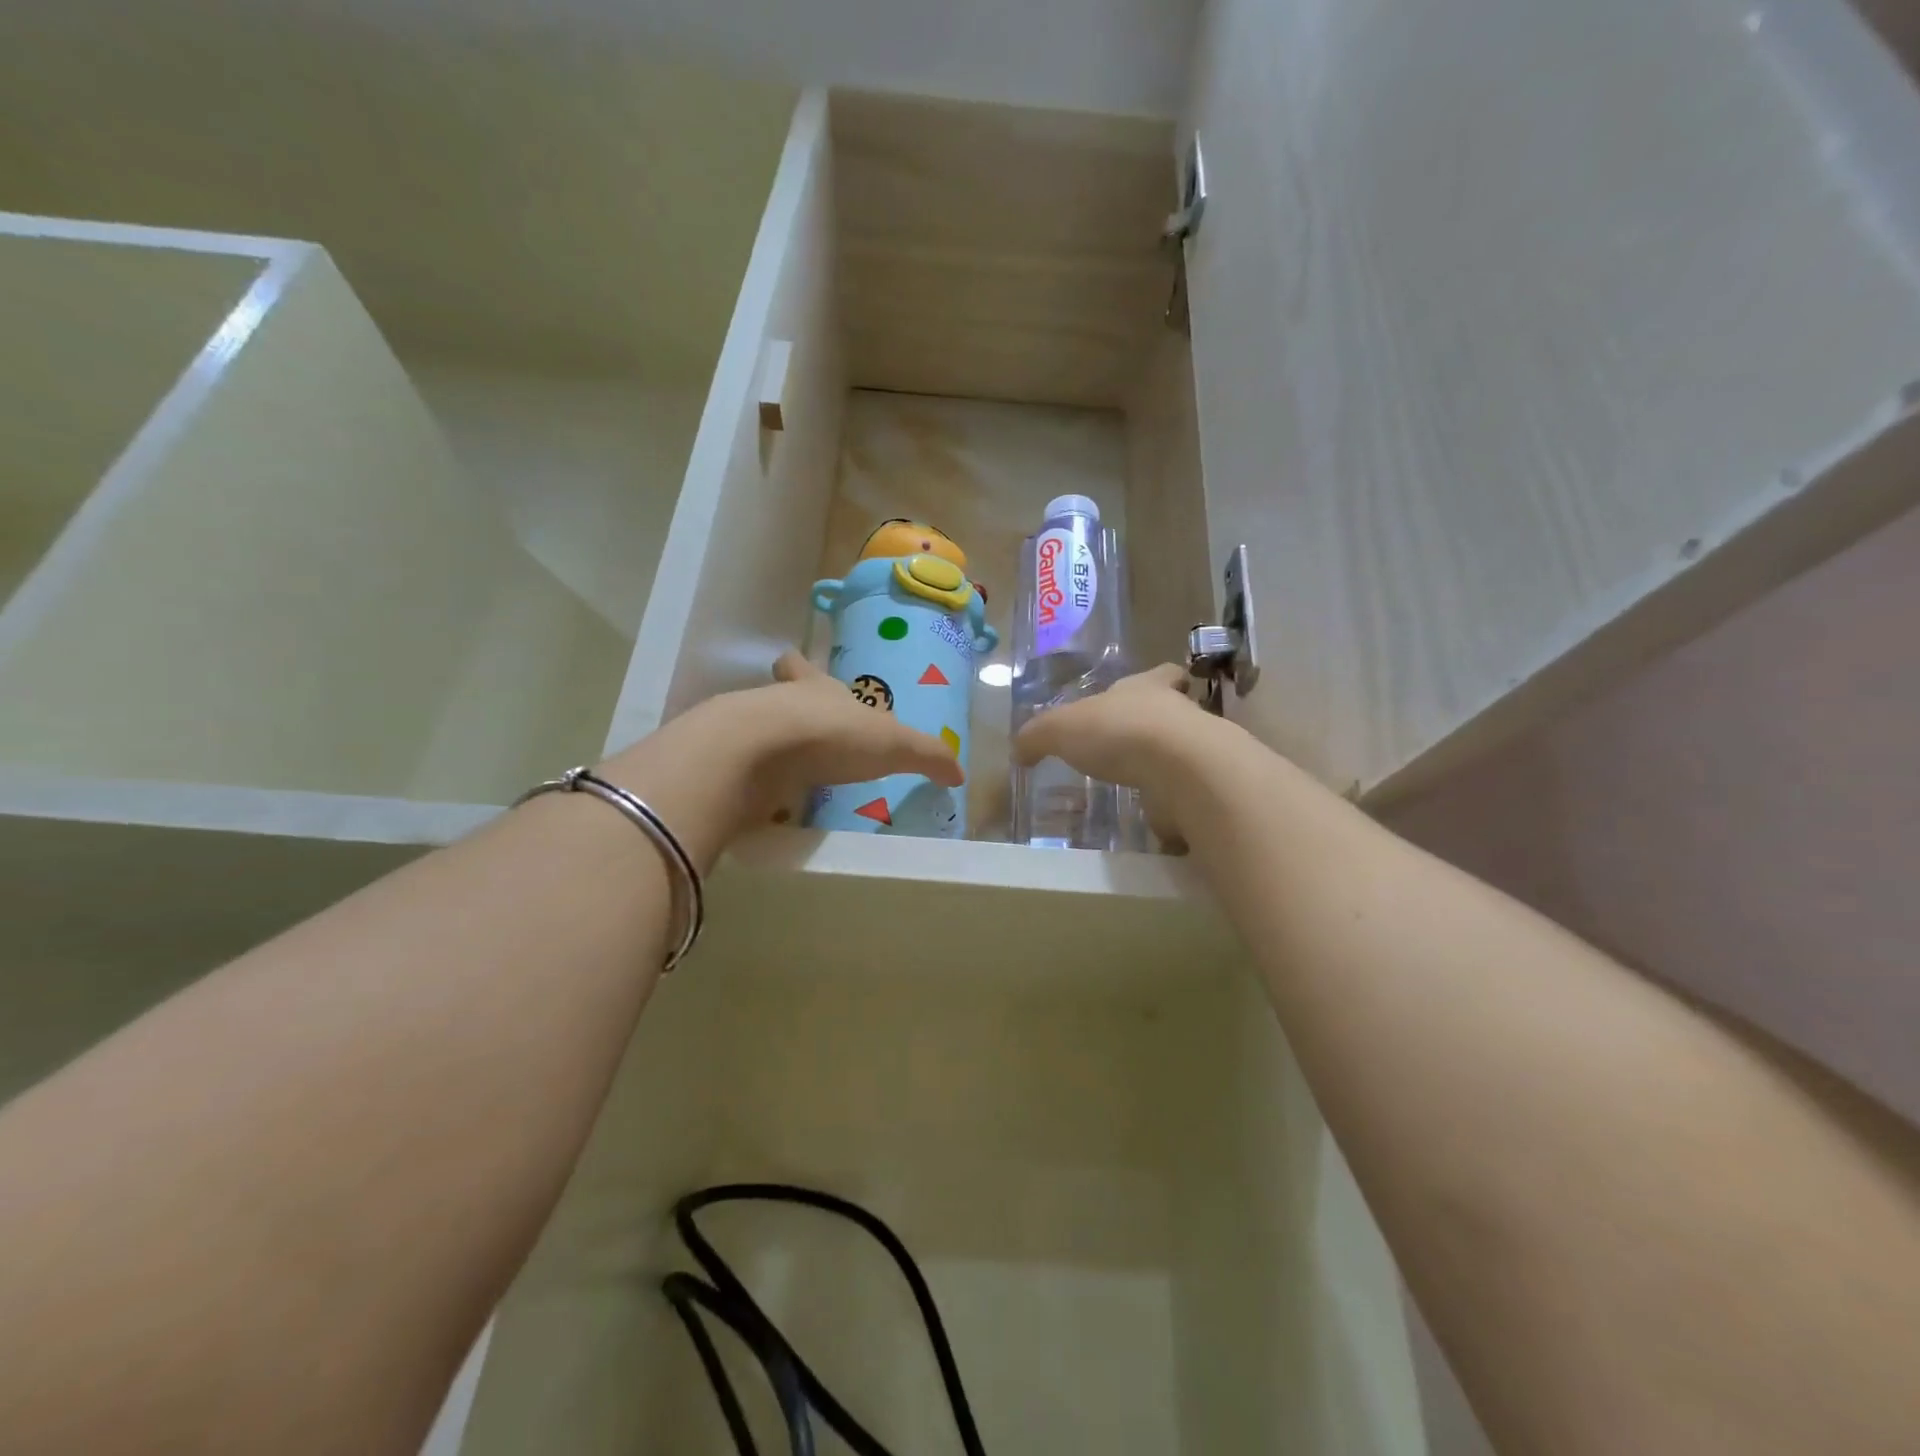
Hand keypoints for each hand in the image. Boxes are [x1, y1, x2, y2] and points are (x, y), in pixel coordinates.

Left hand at [600, 651, 962, 867]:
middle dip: (784, 706)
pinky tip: (770, 802)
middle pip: (774, 694)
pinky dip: (757, 784)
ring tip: (789, 773)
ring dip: (772, 747)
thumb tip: (959, 774)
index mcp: (816, 689)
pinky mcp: (730, 767)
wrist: (761, 752)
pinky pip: (744, 772)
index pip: (803, 668)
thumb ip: (928, 757)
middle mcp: (779, 703)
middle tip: (795, 728)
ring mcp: (748, 733)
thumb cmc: (834, 734)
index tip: (799, 669)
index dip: (802, 669)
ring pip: (757, 731)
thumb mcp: (895, 745)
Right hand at [1012, 664, 1220, 844]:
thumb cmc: (1119, 732)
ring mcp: (1196, 752)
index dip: (1160, 679)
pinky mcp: (1202, 789)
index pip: (1163, 674)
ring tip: (1138, 783)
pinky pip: (1186, 792)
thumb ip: (1037, 737)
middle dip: (1157, 725)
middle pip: (1174, 712)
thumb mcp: (1060, 729)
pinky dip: (1172, 801)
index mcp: (1148, 688)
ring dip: (1165, 764)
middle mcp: (1178, 714)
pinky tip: (1152, 812)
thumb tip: (1019, 751)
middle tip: (1133, 744)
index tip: (1161, 685)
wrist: (1182, 770)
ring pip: (1182, 752)